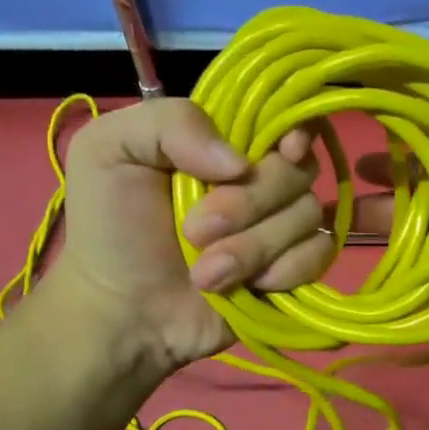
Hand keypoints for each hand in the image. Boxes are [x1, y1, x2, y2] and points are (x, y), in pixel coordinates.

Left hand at [38, 99, 332, 372]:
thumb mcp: (109, 150)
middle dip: (248, 204)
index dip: (297, 129)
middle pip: (298, 170)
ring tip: (205, 273)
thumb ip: (171, 122)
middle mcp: (260, 178)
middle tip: (195, 232)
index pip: (286, 116)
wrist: (121, 313)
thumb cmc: (110, 228)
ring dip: (254, 247)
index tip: (285, 149)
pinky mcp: (293, 269)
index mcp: (224, 141)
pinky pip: (319, 254)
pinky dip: (286, 270)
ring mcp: (280, 226)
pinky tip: (249, 287)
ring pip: (308, 214)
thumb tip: (241, 162)